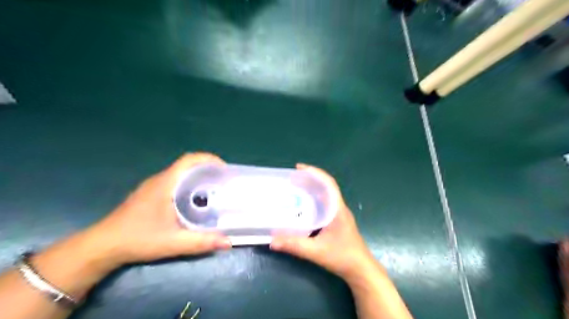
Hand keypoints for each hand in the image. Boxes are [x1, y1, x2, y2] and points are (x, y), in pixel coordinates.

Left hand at [85, 152, 230, 266]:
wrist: (102, 246)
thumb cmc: (138, 239)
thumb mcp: (173, 242)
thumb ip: (201, 242)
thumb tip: (229, 242)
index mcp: (165, 183)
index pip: (189, 160)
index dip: (209, 159)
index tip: (224, 169)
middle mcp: (159, 180)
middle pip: (187, 165)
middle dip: (207, 168)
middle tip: (223, 181)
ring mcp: (153, 187)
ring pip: (180, 173)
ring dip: (198, 176)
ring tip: (214, 189)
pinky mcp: (149, 194)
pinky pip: (174, 182)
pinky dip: (188, 184)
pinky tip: (194, 200)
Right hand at [268, 165, 376, 280]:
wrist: (361, 270)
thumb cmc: (342, 257)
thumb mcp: (316, 251)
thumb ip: (294, 245)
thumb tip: (272, 240)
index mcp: (337, 209)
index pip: (328, 184)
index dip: (315, 173)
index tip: (299, 168)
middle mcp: (338, 208)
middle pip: (325, 187)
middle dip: (309, 180)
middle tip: (291, 178)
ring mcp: (338, 215)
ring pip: (324, 196)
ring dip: (311, 190)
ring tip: (295, 188)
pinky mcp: (336, 222)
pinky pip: (323, 205)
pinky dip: (313, 201)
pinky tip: (302, 206)